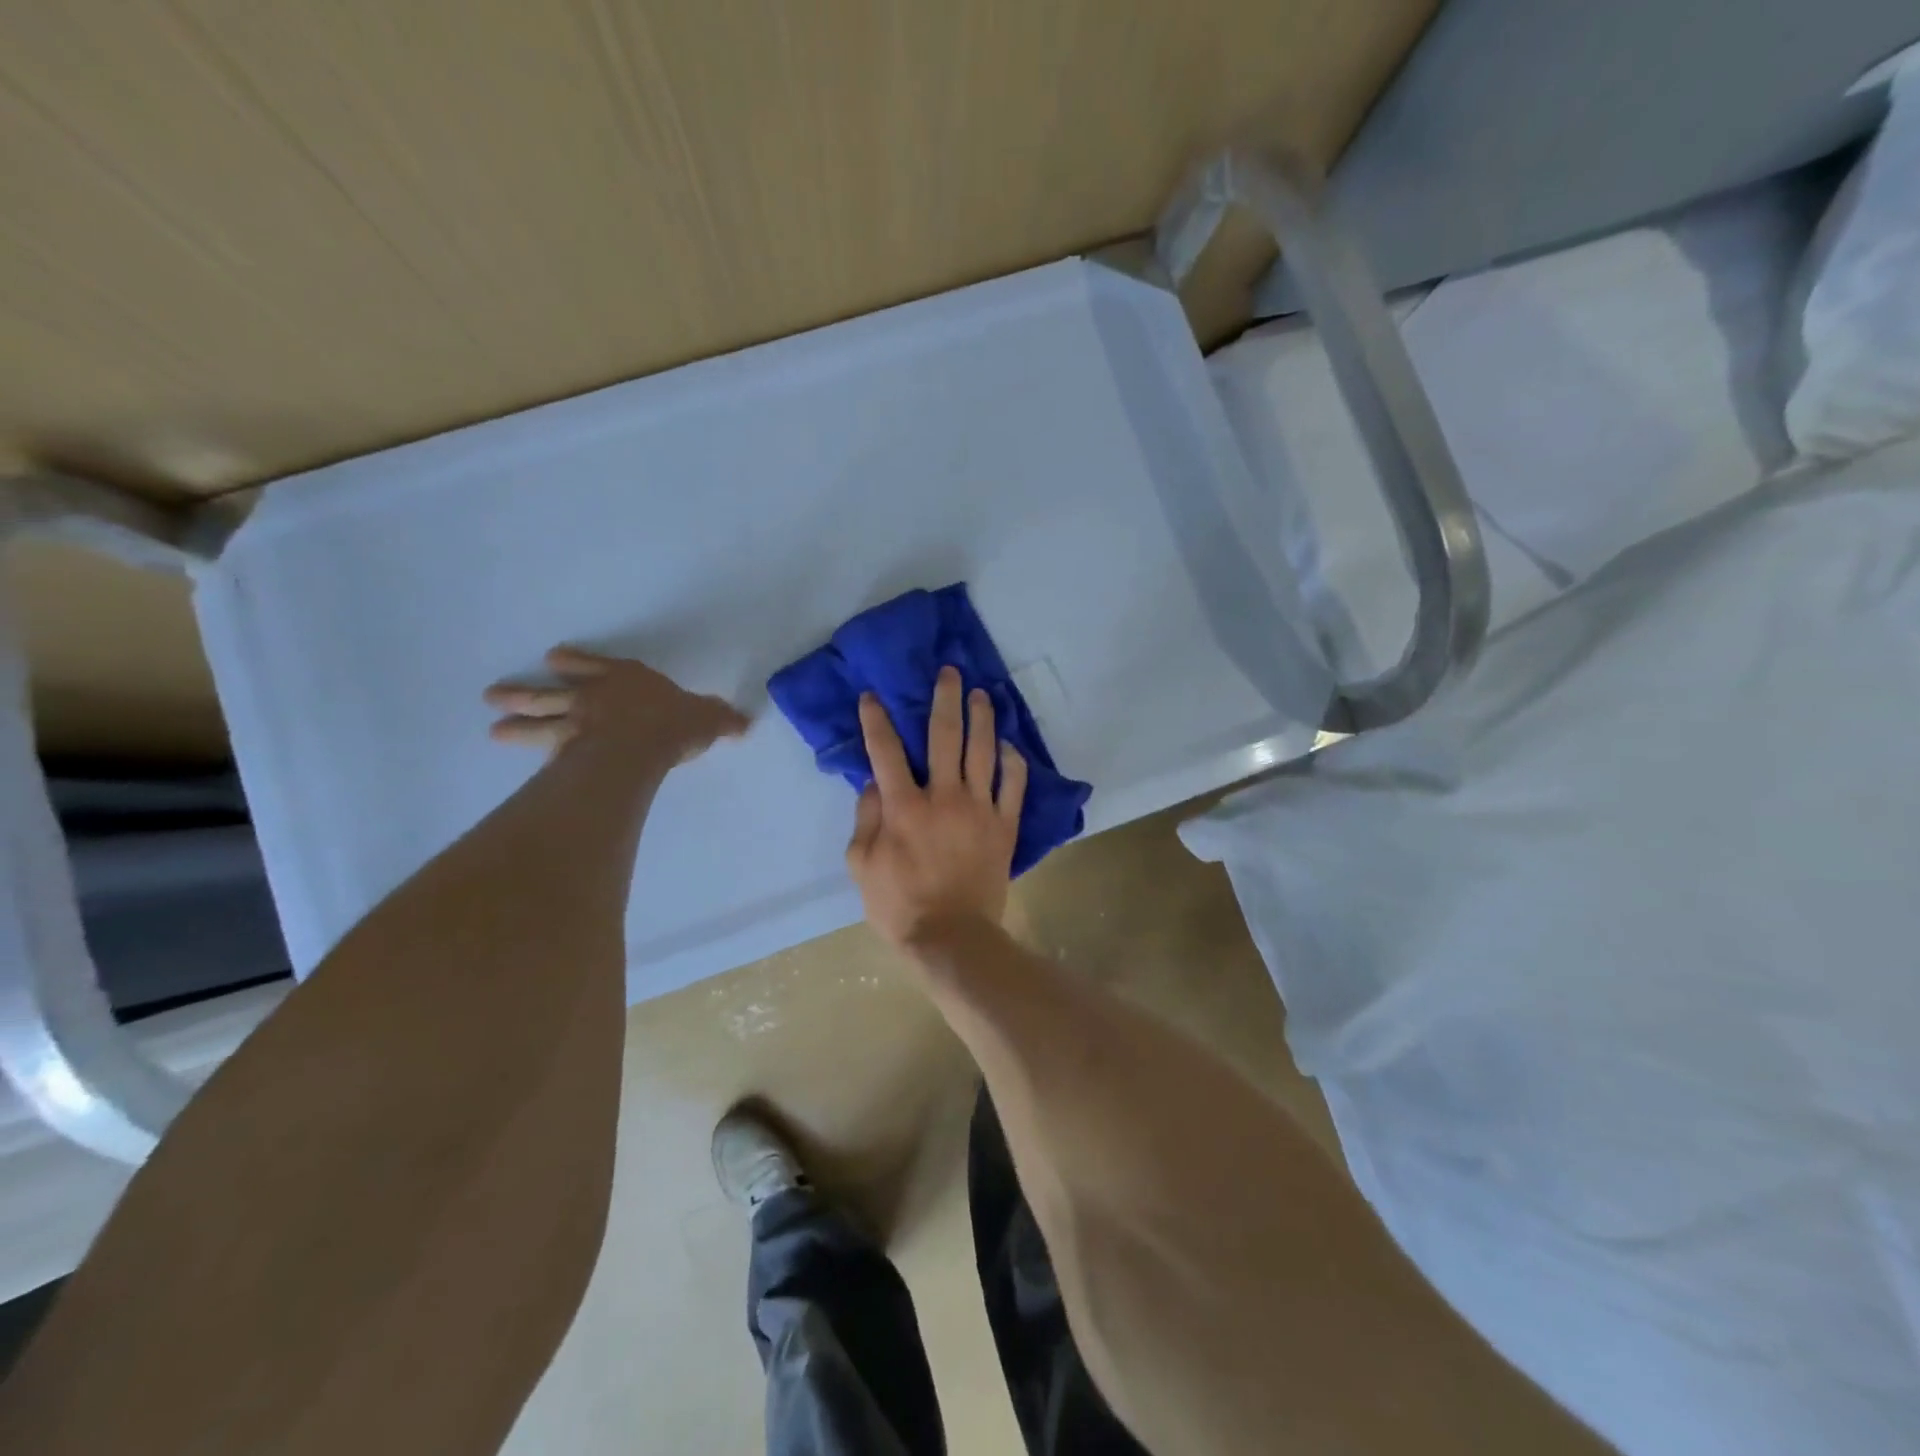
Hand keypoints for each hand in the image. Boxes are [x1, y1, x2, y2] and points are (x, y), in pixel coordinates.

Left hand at [484, 646, 749, 762]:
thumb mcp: (709, 718)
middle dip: (526, 694)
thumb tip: (745, 722)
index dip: (576, 663)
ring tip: (493, 728)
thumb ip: (721, 719)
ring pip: (539, 719)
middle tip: (494, 696)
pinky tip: (515, 757)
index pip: (596, 665)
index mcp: (627, 679)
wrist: (641, 744)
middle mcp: (594, 695)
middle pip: (554, 692)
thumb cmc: (674, 723)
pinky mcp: (567, 750)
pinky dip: (530, 750)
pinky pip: (545, 749)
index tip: (554, 660)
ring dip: (516, 722)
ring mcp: (575, 722)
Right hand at [846, 666, 1028, 949]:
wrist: (952, 938)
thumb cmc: (899, 905)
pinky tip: (1009, 745)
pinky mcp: (1004, 826)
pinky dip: (1013, 761)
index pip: (886, 751)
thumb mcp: (862, 865)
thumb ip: (866, 818)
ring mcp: (979, 809)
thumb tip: (874, 782)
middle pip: (945, 736)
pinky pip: (1014, 785)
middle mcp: (943, 797)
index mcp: (904, 807)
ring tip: (982, 694)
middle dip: (945, 699)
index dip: (877, 720)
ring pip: (984, 752)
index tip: (873, 696)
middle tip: (949, 673)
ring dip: (982, 718)